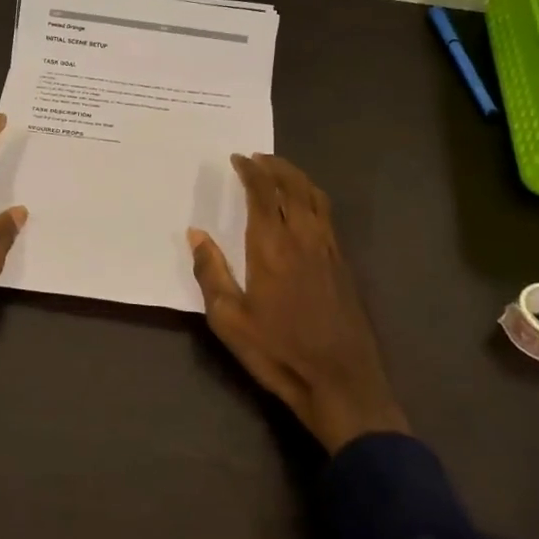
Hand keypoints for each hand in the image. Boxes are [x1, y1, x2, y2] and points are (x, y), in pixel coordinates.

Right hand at [188, 154, 408, 453]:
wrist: (340, 381)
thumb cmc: (278, 351)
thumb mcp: (229, 319)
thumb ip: (211, 272)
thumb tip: (196, 234)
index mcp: (272, 246)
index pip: (264, 193)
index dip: (251, 171)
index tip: (238, 159)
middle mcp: (303, 238)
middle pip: (293, 187)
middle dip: (275, 166)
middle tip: (257, 158)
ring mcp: (328, 250)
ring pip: (315, 197)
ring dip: (296, 177)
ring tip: (279, 172)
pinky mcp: (342, 265)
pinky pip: (327, 215)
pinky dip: (312, 198)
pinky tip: (303, 207)